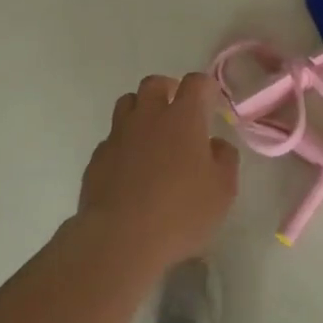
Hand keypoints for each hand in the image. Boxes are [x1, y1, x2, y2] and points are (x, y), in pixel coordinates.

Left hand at [79, 72, 238, 273]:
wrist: (119, 241)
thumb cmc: (180, 213)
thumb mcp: (223, 190)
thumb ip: (224, 159)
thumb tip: (215, 144)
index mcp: (184, 118)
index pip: (196, 82)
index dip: (206, 87)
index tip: (212, 101)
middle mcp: (148, 117)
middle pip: (154, 84)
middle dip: (168, 89)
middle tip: (178, 110)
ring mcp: (118, 136)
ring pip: (127, 104)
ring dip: (141, 110)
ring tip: (152, 134)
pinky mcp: (97, 159)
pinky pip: (112, 138)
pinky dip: (124, 143)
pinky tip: (131, 168)